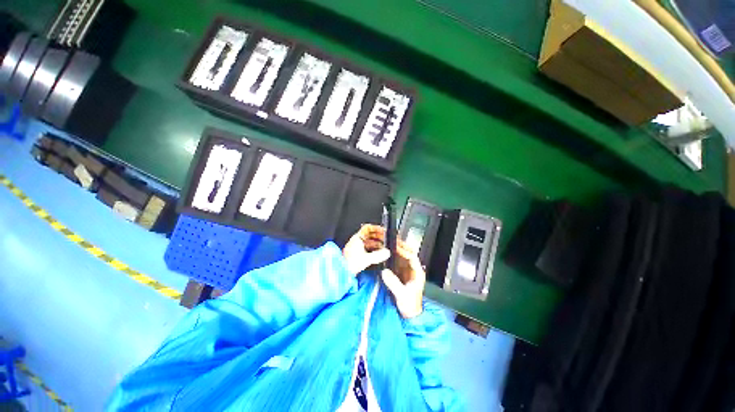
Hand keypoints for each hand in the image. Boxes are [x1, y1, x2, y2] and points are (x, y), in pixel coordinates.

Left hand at [342, 224, 390, 275]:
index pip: (367, 228)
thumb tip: (387, 253)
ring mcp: (356, 247)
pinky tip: (378, 253)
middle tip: (385, 239)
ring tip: (384, 247)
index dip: (376, 228)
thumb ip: (378, 255)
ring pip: (368, 242)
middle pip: (369, 235)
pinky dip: (373, 249)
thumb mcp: (366, 259)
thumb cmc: (349, 264)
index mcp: (357, 238)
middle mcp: (356, 241)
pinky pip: (367, 248)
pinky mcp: (357, 254)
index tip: (383, 230)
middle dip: (378, 236)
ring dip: (376, 243)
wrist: (341, 272)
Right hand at [381, 241, 424, 318]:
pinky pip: (398, 263)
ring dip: (396, 251)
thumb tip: (384, 271)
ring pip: (403, 257)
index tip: (395, 248)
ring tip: (387, 245)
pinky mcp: (401, 275)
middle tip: (391, 242)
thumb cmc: (410, 306)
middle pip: (408, 254)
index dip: (404, 251)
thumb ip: (393, 283)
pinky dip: (393, 257)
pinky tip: (386, 255)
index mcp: (417, 273)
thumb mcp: (402, 294)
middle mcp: (413, 270)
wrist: (410, 315)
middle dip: (401, 247)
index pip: (412, 257)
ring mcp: (407, 272)